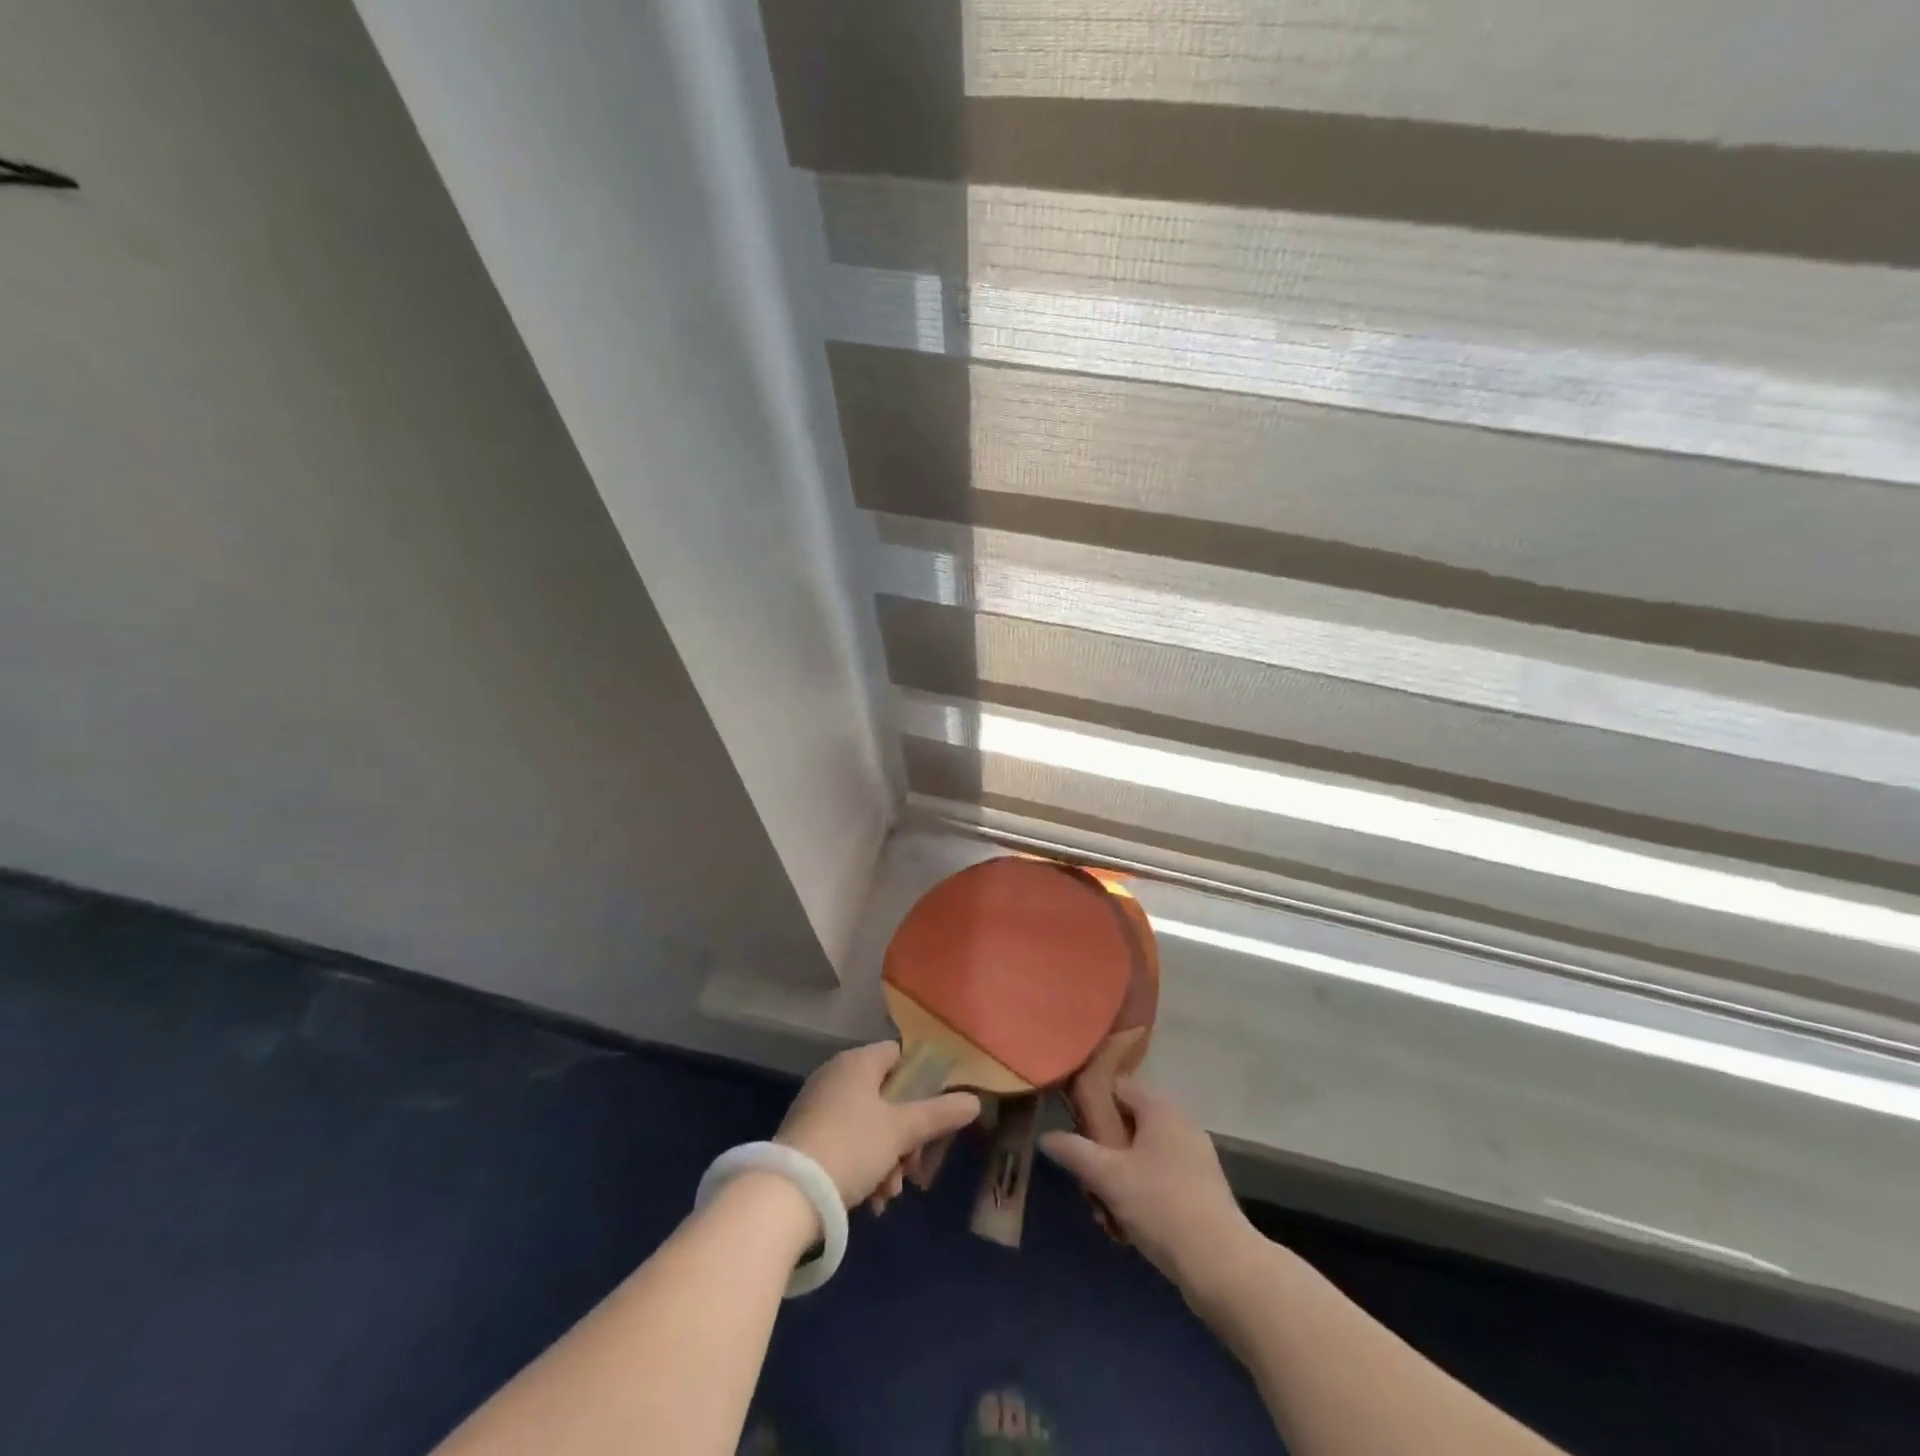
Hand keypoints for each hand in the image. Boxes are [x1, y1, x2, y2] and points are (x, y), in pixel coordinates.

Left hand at [776, 1042, 979, 1207]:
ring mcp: (817, 1106)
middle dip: (906, 1137)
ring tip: (888, 1195)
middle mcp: (836, 1076)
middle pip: (887, 1097)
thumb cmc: (852, 1147)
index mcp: (858, 1062)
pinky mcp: (805, 1137)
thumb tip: (974, 1100)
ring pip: (868, 1126)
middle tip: (912, 1168)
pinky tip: (870, 1202)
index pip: (899, 1056)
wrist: (787, 1194)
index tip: (933, 1117)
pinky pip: (846, 1143)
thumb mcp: (902, 1131)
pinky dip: (863, 1167)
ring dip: (887, 1159)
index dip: (921, 1083)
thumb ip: (940, 1114)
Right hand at [1040, 1080, 1256, 1293]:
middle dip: (1103, 1157)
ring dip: (1119, 1183)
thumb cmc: (1162, 1206)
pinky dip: (1141, 1198)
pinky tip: (1129, 1230)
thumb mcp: (1109, 1177)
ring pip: (1141, 1158)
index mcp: (1160, 1108)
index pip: (1117, 1087)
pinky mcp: (1202, 1190)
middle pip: (1126, 1126)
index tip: (1073, 1133)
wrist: (1223, 1266)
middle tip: (1089, 1187)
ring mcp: (1195, 1158)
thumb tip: (1047, 1136)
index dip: (1091, 1106)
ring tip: (1107, 1217)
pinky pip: (1159, 1180)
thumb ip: (1075, 1151)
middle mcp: (1180, 1124)